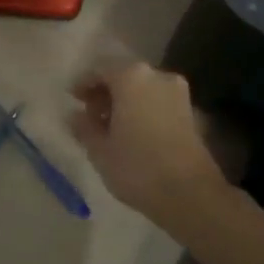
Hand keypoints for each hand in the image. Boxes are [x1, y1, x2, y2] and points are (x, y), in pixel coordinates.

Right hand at [67, 62, 229, 239]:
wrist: (191, 194)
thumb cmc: (138, 167)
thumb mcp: (100, 150)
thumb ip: (84, 127)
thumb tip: (74, 115)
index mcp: (131, 76)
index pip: (100, 68)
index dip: (83, 83)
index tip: (72, 99)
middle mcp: (156, 75)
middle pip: (123, 75)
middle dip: (104, 92)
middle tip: (89, 115)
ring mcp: (177, 92)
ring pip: (141, 88)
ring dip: (123, 101)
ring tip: (109, 127)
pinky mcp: (189, 111)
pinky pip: (156, 100)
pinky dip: (141, 109)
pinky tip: (131, 133)